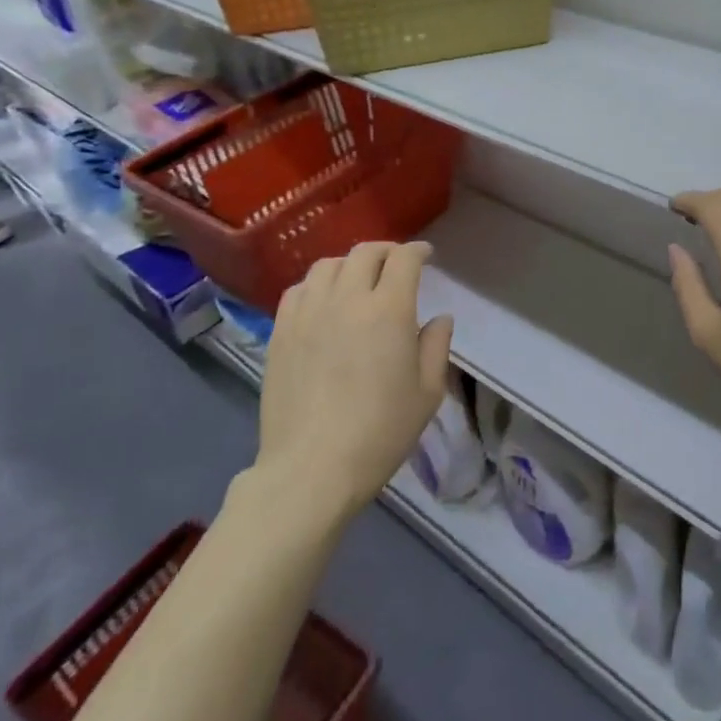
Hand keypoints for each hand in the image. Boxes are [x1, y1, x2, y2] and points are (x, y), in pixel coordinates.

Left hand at [254, 241, 453, 514]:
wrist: (311, 469)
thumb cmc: (379, 432)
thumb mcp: (427, 393)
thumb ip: (436, 346)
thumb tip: (439, 318)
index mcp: (389, 309)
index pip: (404, 259)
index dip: (418, 251)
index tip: (426, 256)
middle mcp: (347, 299)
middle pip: (365, 252)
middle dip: (386, 251)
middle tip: (396, 265)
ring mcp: (309, 313)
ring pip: (329, 265)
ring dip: (350, 264)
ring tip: (358, 280)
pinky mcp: (281, 332)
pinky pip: (299, 289)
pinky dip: (317, 285)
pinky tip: (324, 302)